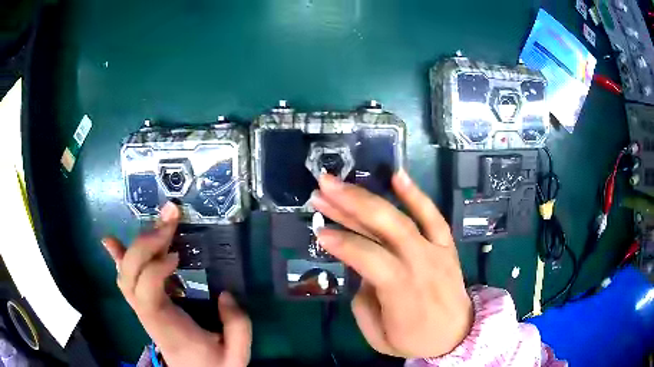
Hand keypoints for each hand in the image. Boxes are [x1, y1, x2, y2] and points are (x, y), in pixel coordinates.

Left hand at [102, 202, 251, 366]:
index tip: (178, 255)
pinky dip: (120, 257)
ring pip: (125, 274)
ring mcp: (142, 308)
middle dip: (145, 244)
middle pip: (129, 276)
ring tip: (159, 222)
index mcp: (167, 328)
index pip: (146, 294)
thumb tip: (225, 293)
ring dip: (138, 244)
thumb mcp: (237, 354)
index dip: (155, 269)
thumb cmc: (214, 365)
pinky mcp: (144, 303)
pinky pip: (126, 278)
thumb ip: (237, 326)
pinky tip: (112, 241)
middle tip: (170, 220)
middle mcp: (147, 315)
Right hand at [311, 171, 471, 357]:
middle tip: (322, 187)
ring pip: (401, 217)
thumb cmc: (415, 339)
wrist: (458, 334)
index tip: (319, 231)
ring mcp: (436, 250)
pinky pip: (433, 215)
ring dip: (369, 197)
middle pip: (384, 226)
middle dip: (350, 203)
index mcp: (402, 291)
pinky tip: (397, 175)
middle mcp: (420, 263)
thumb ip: (364, 302)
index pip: (368, 257)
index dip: (342, 243)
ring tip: (340, 182)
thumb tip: (360, 270)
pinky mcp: (445, 244)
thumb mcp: (379, 336)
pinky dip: (416, 194)